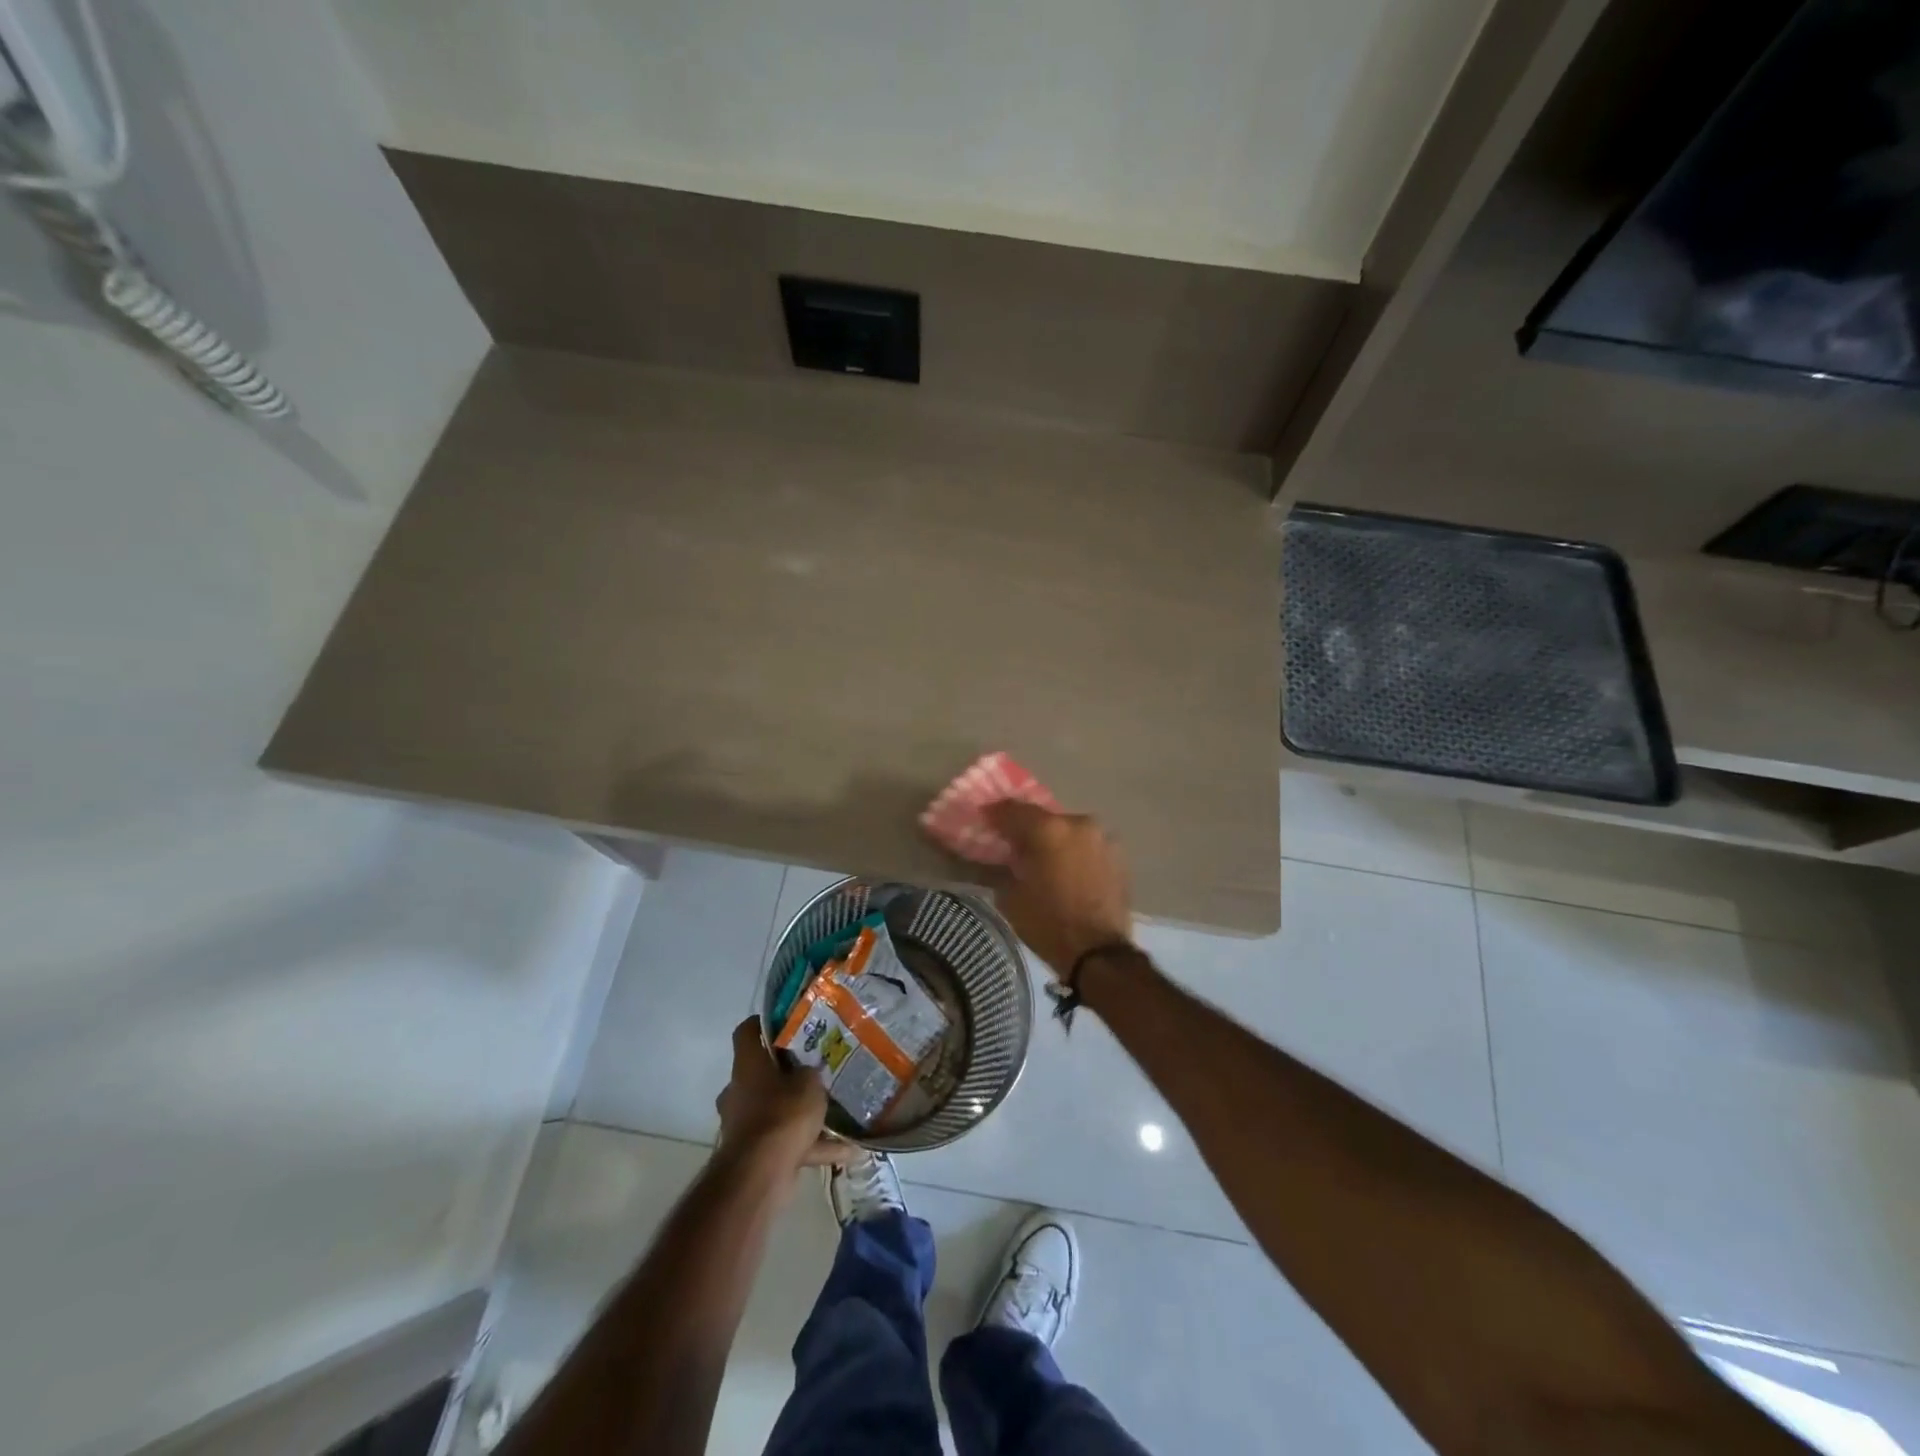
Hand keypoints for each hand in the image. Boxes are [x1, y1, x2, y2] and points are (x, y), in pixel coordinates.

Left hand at [715, 1018, 849, 1174]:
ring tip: (834, 1110)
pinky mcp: (756, 1154)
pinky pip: (788, 1143)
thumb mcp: (809, 1083)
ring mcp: (745, 1124)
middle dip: (787, 1072)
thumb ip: (811, 1073)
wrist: (760, 1175)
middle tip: (816, 1067)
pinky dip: (814, 1146)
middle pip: (762, 1072)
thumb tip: (810, 1072)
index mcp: (747, 1066)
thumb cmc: (782, 1114)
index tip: (786, 1020)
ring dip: (801, 1112)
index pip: (747, 1032)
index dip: (763, 1023)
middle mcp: (740, 1091)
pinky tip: (848, 1150)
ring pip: (776, 1110)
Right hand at [983, 802, 1133, 979]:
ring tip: (1043, 859)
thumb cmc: (1048, 924)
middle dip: (1027, 828)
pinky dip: (1074, 853)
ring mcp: (1102, 838)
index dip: (995, 813)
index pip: (1013, 810)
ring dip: (1054, 840)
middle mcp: (1078, 824)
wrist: (1099, 953)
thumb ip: (1002, 867)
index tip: (984, 819)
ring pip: (1068, 831)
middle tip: (1013, 843)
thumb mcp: (1010, 897)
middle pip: (1044, 818)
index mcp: (1048, 829)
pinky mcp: (1118, 856)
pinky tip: (1066, 870)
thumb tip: (1000, 857)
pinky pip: (1087, 846)